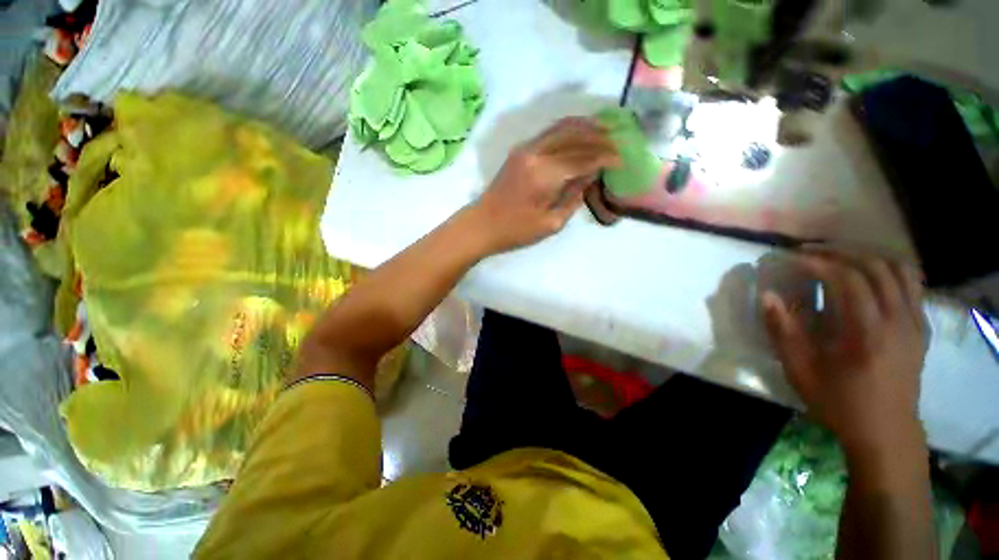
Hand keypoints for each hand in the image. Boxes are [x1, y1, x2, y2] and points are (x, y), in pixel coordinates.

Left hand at [470, 117, 620, 252]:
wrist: (482, 224)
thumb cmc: (516, 231)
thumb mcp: (551, 223)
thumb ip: (574, 197)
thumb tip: (590, 175)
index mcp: (545, 175)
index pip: (583, 158)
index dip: (605, 157)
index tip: (622, 160)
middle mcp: (536, 153)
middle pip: (575, 136)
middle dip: (600, 137)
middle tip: (618, 142)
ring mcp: (526, 148)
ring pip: (562, 127)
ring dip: (586, 127)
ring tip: (605, 131)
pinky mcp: (520, 150)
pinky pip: (550, 132)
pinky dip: (569, 130)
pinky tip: (580, 134)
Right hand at [762, 248, 926, 456]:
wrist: (886, 431)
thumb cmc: (839, 402)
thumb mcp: (800, 371)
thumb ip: (783, 331)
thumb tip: (767, 296)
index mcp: (868, 333)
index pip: (848, 279)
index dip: (819, 262)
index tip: (793, 258)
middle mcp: (898, 320)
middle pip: (876, 266)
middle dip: (841, 252)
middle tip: (811, 252)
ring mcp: (914, 322)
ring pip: (899, 269)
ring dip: (867, 256)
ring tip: (839, 258)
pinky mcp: (920, 326)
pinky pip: (911, 284)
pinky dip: (888, 269)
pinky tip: (867, 275)